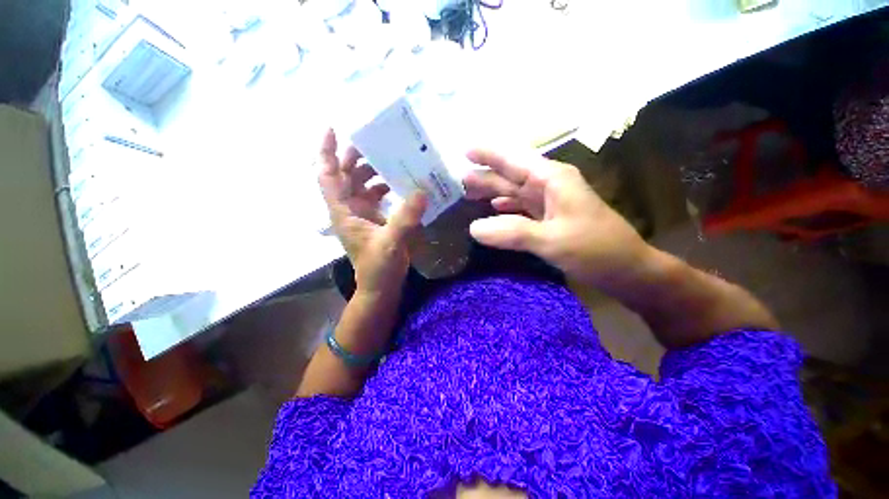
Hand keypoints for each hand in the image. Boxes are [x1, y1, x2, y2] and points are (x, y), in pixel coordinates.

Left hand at [318, 129, 426, 295]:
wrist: (381, 286)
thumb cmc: (378, 267)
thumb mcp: (391, 242)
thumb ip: (405, 218)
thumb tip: (422, 192)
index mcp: (344, 211)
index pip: (327, 175)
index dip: (326, 152)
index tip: (333, 128)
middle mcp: (349, 208)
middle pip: (345, 174)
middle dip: (355, 156)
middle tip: (376, 142)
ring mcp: (362, 213)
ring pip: (360, 183)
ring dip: (372, 170)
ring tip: (390, 159)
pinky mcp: (374, 219)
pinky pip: (375, 195)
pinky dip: (384, 185)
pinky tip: (398, 183)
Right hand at [463, 149, 649, 287]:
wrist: (626, 269)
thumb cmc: (595, 249)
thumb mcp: (552, 240)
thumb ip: (511, 232)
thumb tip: (474, 228)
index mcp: (552, 179)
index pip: (514, 160)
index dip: (489, 154)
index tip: (464, 150)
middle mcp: (549, 186)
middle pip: (511, 175)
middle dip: (485, 175)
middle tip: (458, 178)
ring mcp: (550, 203)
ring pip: (514, 192)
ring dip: (493, 191)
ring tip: (468, 192)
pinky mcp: (550, 219)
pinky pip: (521, 208)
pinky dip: (506, 207)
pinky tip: (495, 208)